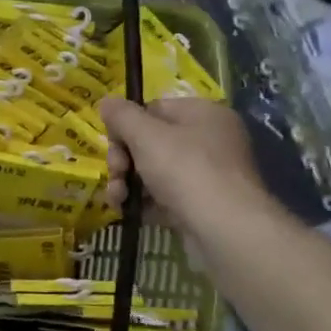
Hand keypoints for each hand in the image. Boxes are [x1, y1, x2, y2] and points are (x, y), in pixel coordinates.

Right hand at [99, 96, 276, 241]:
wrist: (224, 229)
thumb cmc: (185, 170)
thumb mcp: (146, 135)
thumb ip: (122, 115)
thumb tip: (106, 101)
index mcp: (203, 114)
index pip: (154, 109)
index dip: (127, 125)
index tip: (112, 143)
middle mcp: (209, 140)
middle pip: (151, 141)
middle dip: (123, 159)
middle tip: (116, 173)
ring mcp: (207, 175)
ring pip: (154, 171)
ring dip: (127, 182)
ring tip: (117, 198)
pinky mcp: (201, 205)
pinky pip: (164, 196)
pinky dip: (144, 202)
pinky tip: (127, 211)